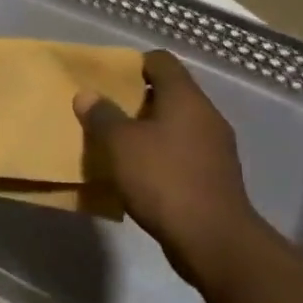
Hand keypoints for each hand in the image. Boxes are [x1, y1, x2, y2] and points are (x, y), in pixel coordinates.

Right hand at [74, 51, 268, 280]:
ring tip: (117, 143)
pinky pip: (182, 153)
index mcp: (186, 99)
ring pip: (175, 125)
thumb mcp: (120, 144)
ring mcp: (215, 148)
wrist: (213, 240)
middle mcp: (206, 116)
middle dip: (136, 100)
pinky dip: (160, 155)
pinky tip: (138, 172)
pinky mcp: (215, 177)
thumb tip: (87, 94)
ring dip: (147, 130)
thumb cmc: (164, 179)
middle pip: (169, 93)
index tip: (108, 78)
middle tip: (105, 111)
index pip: (161, 62)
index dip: (134, 64)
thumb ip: (102, 115)